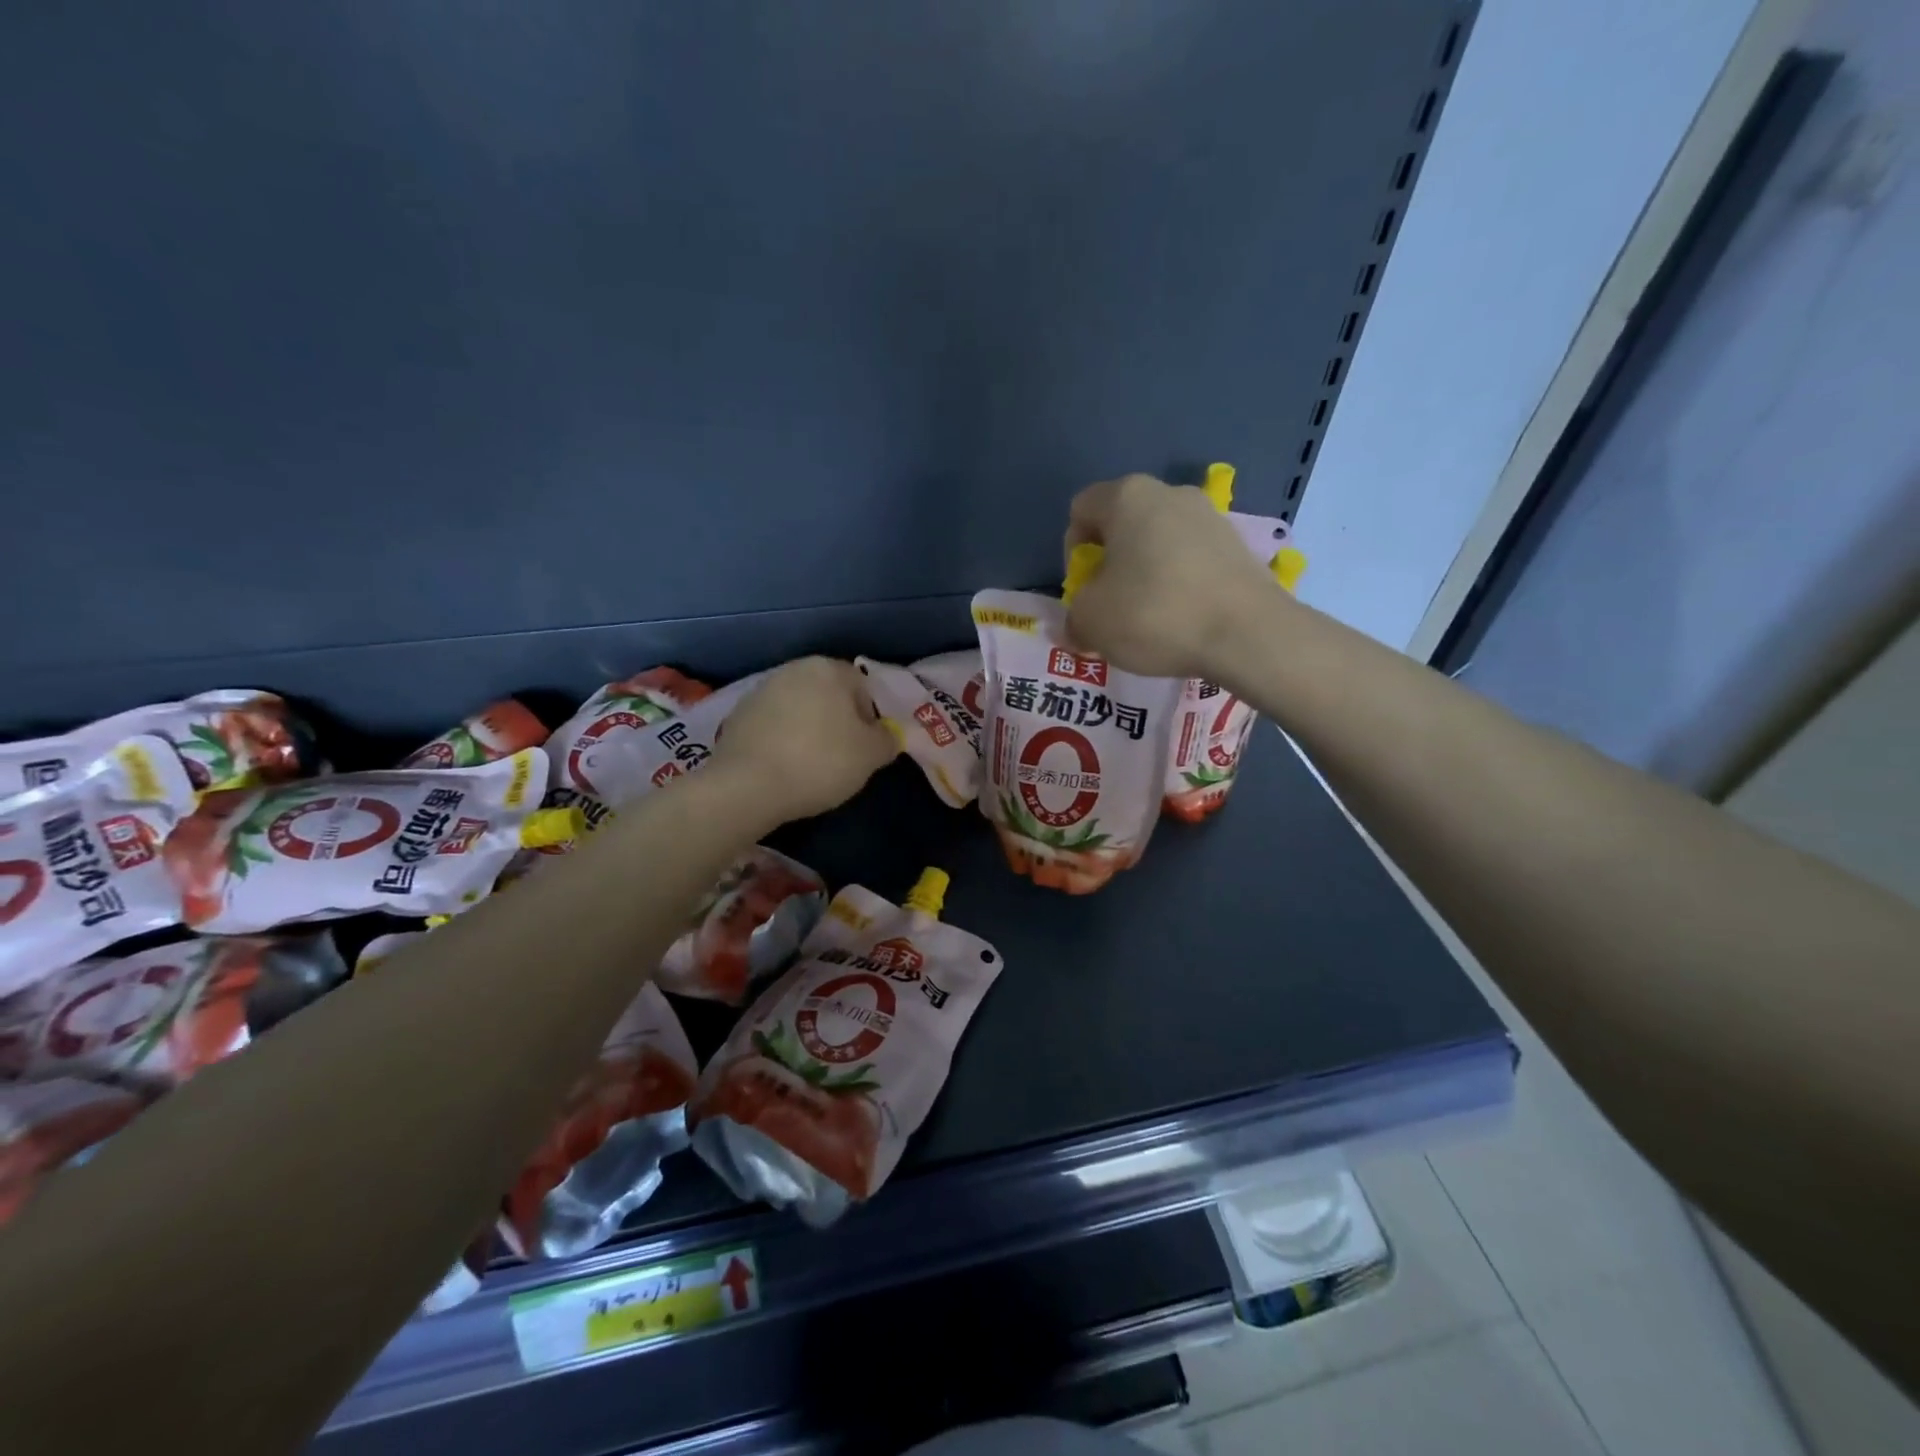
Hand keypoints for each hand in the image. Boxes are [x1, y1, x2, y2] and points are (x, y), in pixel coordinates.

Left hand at [710, 657, 898, 824]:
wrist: (748, 786)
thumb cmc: (821, 762)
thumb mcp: (871, 756)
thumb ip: (887, 739)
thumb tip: (887, 733)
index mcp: (829, 669)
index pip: (863, 687)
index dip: (870, 719)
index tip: (866, 748)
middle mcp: (794, 669)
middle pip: (829, 694)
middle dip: (838, 721)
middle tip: (841, 757)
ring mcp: (760, 690)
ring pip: (799, 708)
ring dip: (808, 729)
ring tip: (810, 765)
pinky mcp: (737, 715)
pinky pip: (772, 725)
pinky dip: (781, 740)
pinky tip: (783, 767)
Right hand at [1064, 474, 1287, 680]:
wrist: (1248, 634)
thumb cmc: (1154, 615)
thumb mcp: (1091, 622)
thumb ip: (1073, 617)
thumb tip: (1078, 625)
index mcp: (1127, 497)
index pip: (1080, 511)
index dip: (1072, 553)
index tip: (1085, 590)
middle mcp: (1170, 493)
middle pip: (1122, 525)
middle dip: (1111, 565)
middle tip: (1113, 607)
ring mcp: (1210, 516)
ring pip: (1158, 543)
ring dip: (1145, 575)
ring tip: (1150, 619)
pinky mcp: (1238, 545)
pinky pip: (1191, 560)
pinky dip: (1179, 584)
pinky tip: (1183, 619)